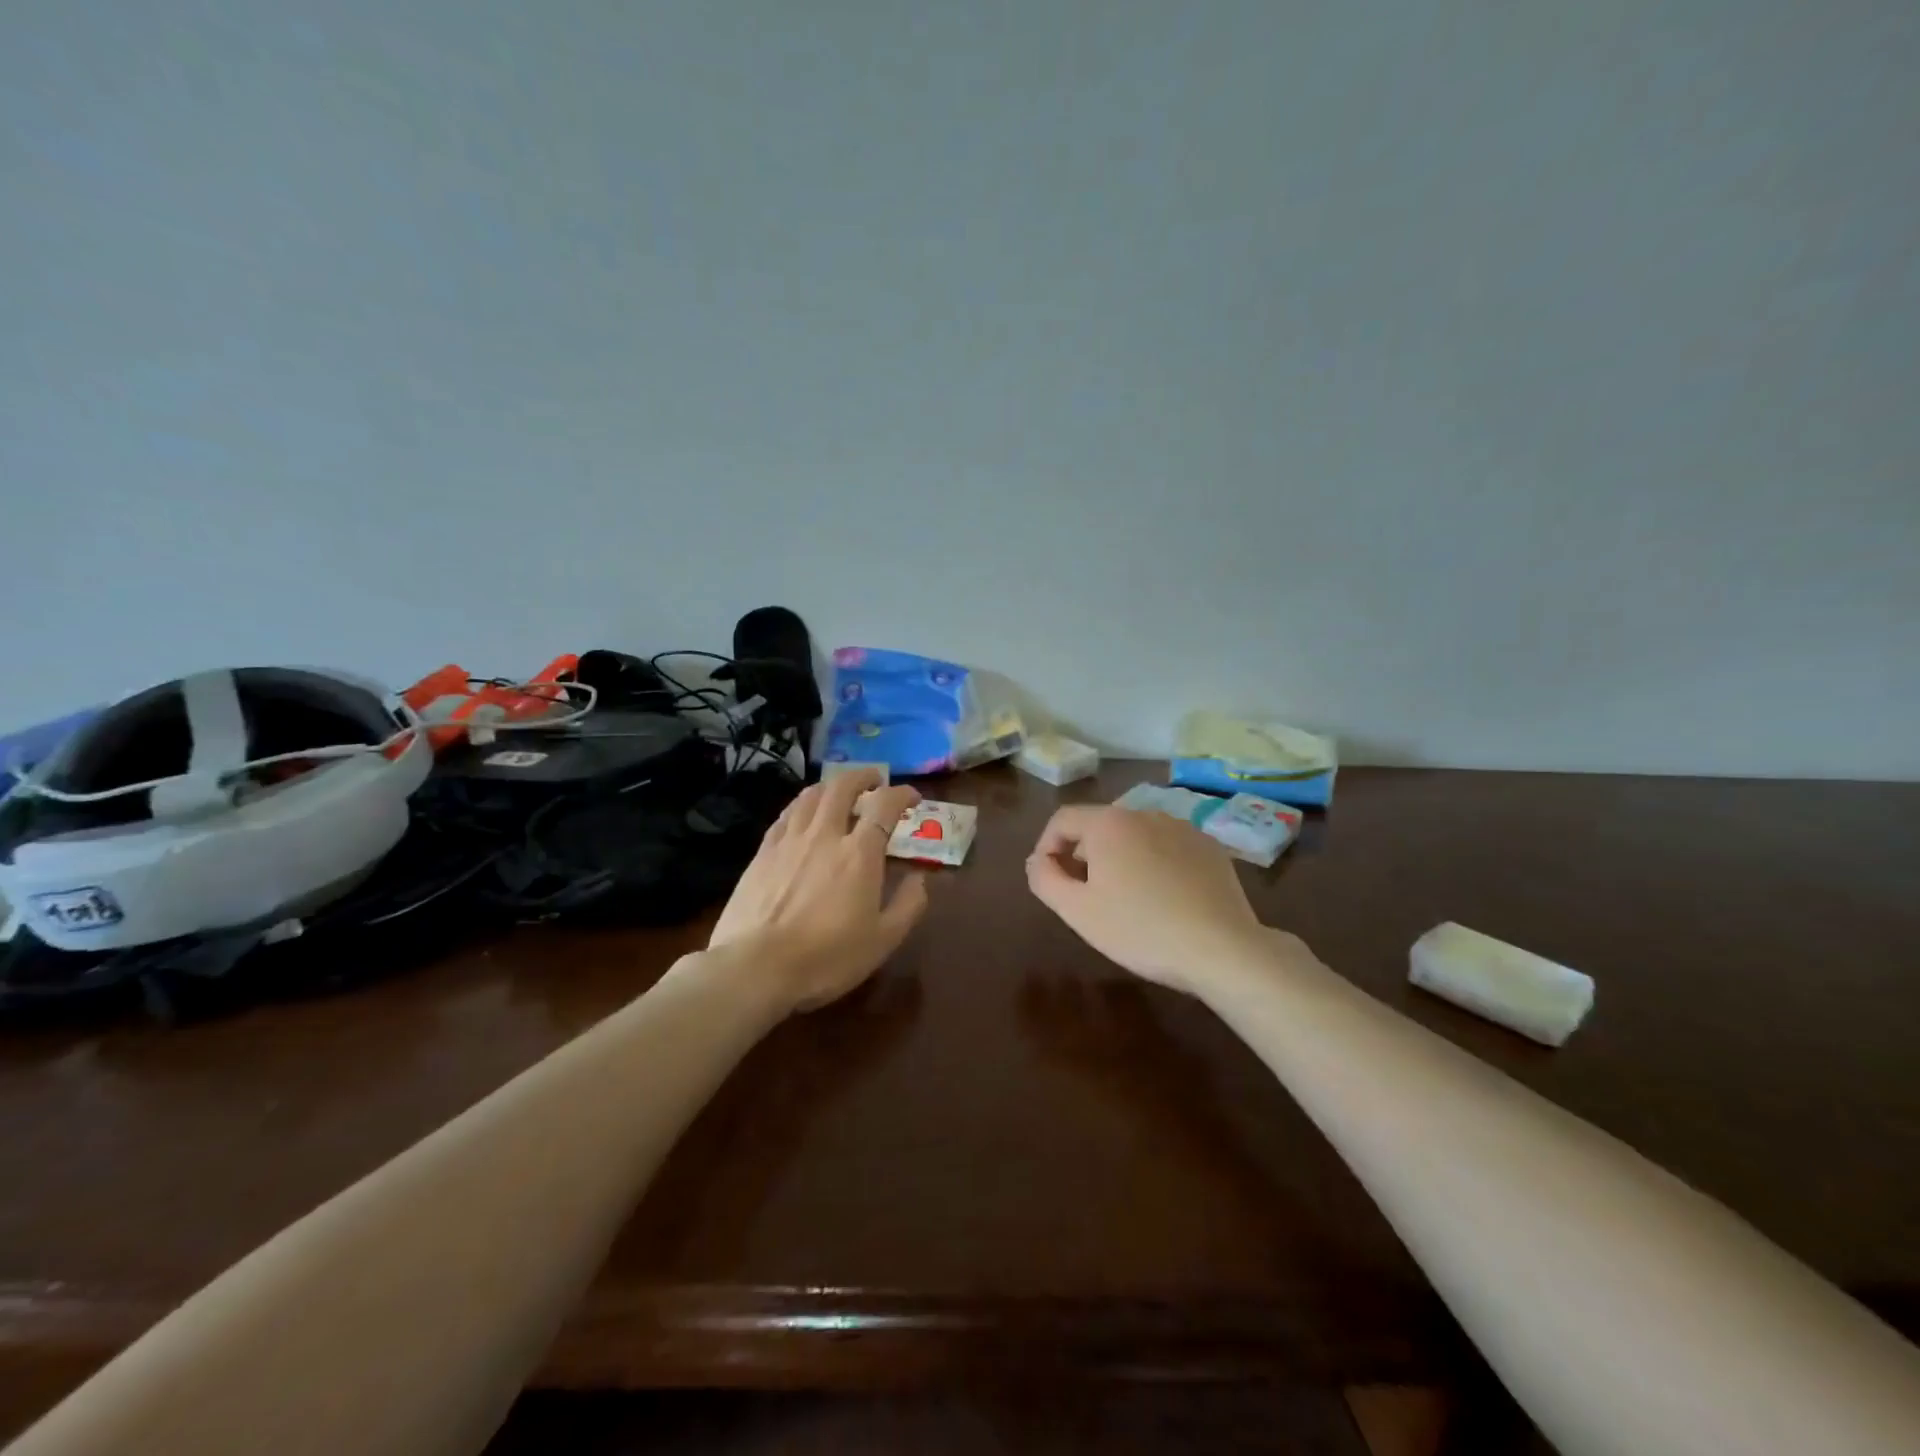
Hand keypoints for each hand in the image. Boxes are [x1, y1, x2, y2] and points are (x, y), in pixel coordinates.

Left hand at [709, 767, 929, 1012]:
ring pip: (811, 795)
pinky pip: (786, 814)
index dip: (902, 794)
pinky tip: (803, 815)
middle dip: (863, 776)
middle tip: (875, 782)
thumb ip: (908, 905)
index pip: (885, 805)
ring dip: (831, 785)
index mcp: (859, 853)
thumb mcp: (883, 941)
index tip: (912, 798)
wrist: (755, 967)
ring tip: (840, 792)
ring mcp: (789, 840)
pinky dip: (802, 805)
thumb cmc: (826, 958)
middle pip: (843, 786)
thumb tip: (920, 878)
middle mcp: (825, 835)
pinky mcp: (762, 852)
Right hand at [1024, 804, 1275, 995]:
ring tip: (1126, 899)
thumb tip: (1037, 860)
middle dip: (1084, 855)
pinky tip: (1164, 899)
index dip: (1046, 846)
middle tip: (1086, 895)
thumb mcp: (1077, 911)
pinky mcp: (1210, 847)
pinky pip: (1167, 847)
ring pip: (1135, 836)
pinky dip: (1155, 864)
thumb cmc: (1140, 929)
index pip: (1062, 819)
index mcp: (1108, 823)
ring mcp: (1182, 827)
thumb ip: (1044, 879)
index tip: (1048, 879)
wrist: (1222, 949)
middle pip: (1099, 826)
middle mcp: (1144, 813)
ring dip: (1120, 859)